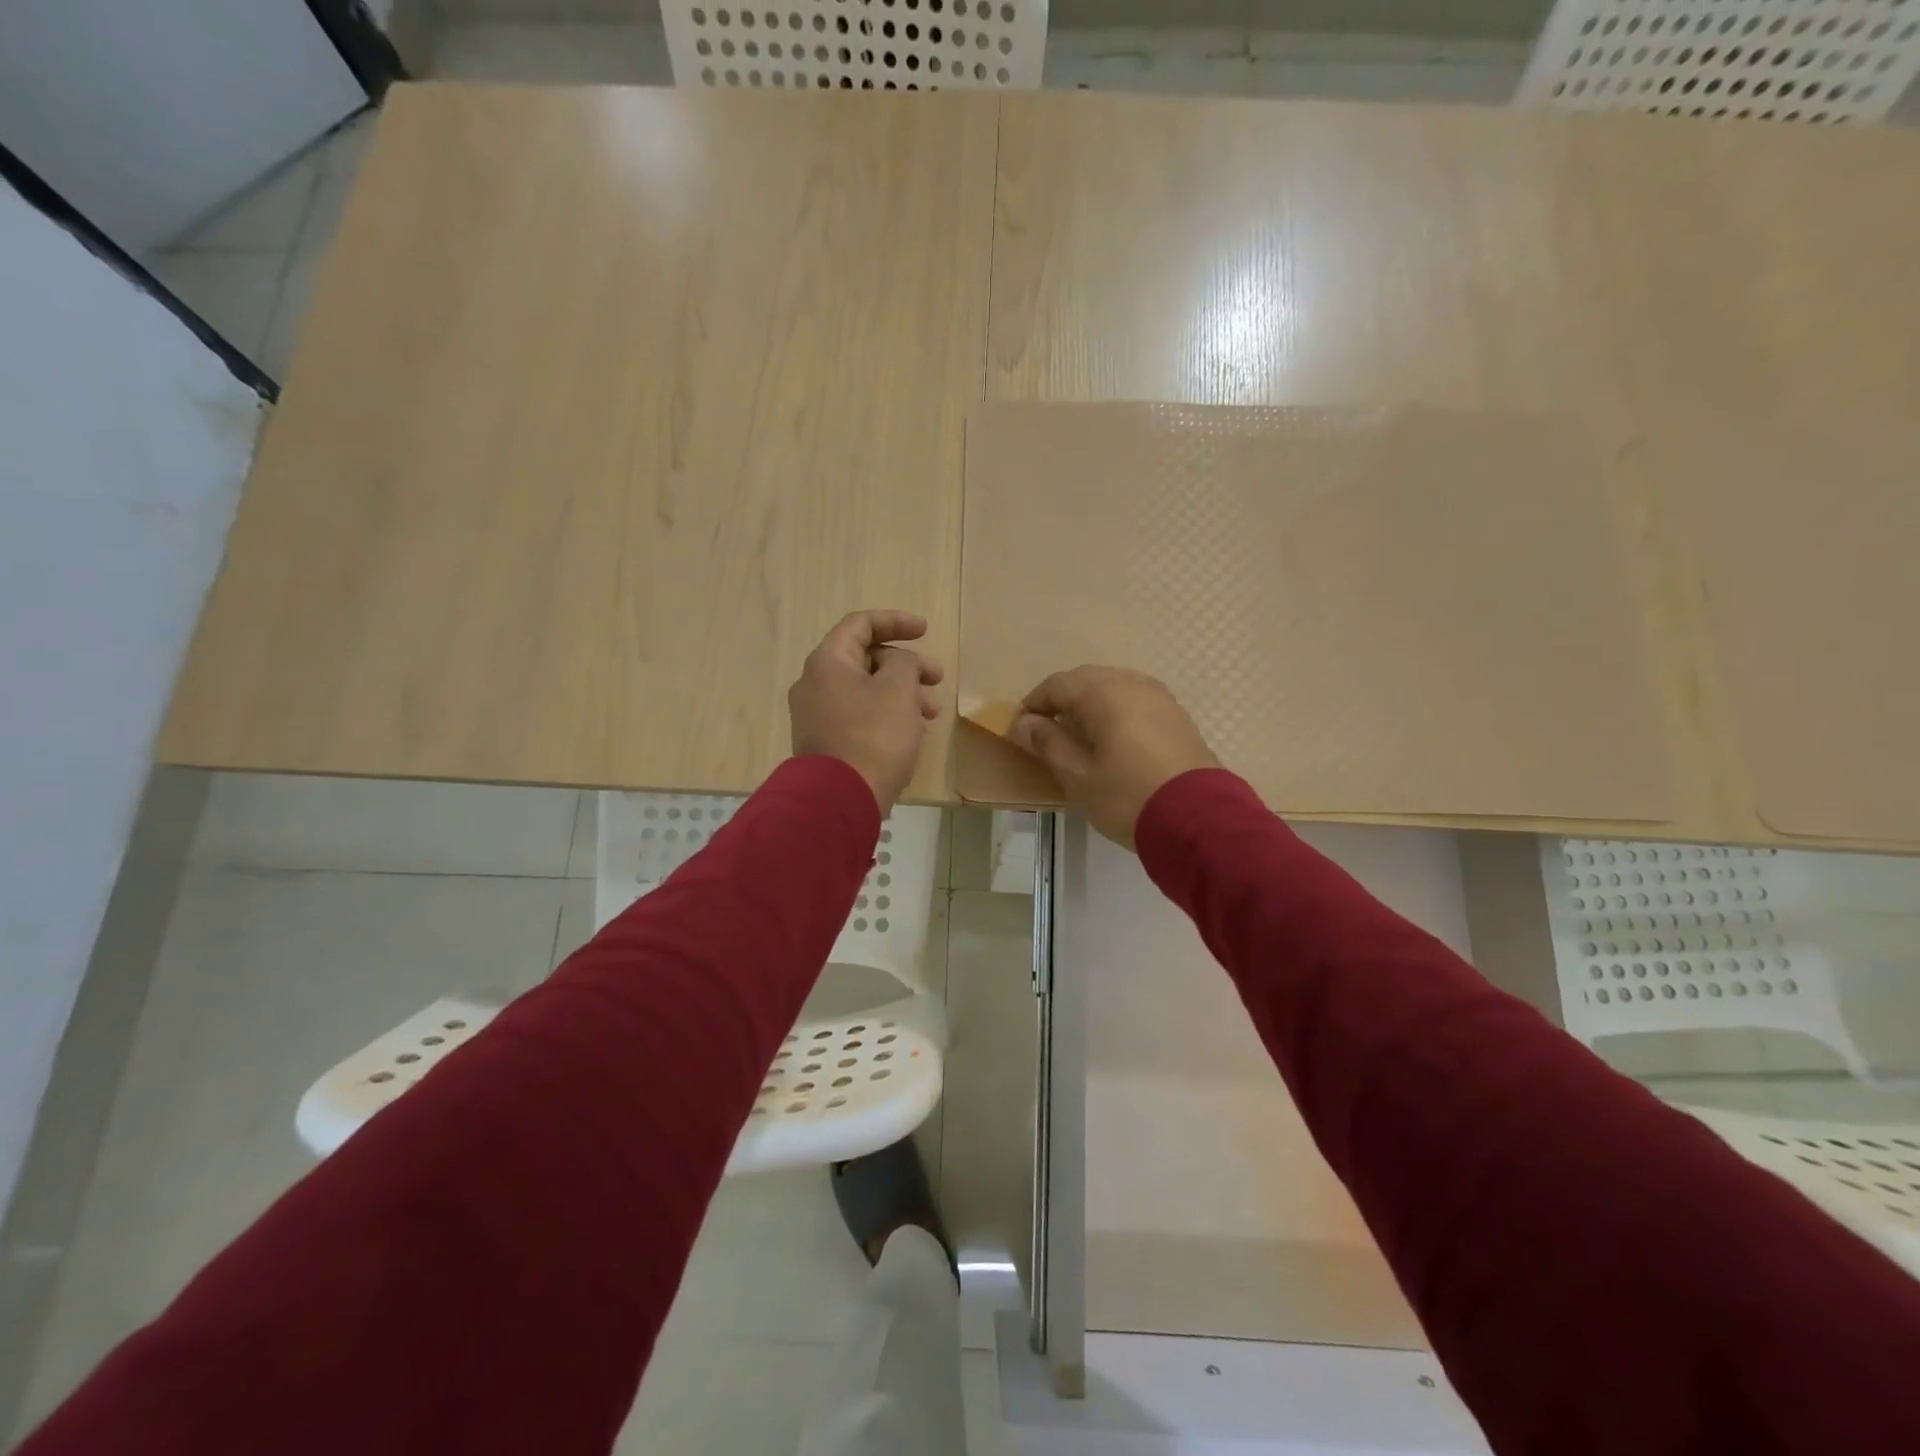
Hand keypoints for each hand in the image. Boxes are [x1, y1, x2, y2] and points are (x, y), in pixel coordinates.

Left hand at [789, 610, 942, 812]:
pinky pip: (860, 717)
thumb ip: (904, 662)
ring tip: (931, 714)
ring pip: (866, 691)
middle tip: (937, 678)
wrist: (840, 799)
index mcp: (828, 662)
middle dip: (906, 665)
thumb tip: (897, 663)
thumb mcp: (898, 689)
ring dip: (902, 694)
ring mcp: (817, 716)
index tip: (925, 631)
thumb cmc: (873, 736)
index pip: (860, 625)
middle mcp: (815, 683)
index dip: (895, 621)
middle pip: (865, 659)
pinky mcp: (826, 743)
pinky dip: (887, 715)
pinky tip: (912, 734)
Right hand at [1010, 667, 1217, 848]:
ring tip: (1080, 737)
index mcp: (1104, 693)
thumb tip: (1024, 723)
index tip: (1021, 731)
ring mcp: (1160, 697)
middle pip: (1086, 680)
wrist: (1199, 820)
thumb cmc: (1128, 797)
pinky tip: (1114, 740)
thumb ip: (1048, 743)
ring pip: (1114, 687)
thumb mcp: (1078, 776)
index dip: (1034, 704)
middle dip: (1062, 701)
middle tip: (1048, 733)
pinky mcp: (1177, 716)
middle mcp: (1133, 683)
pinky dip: (1116, 712)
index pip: (1057, 685)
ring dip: (1090, 705)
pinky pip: (1136, 701)